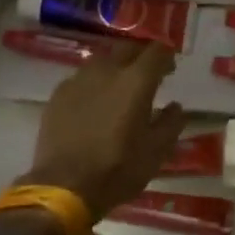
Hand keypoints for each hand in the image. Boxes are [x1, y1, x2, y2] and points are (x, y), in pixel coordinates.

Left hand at [15, 41, 185, 221]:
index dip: (167, 56)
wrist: (64, 187)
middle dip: (141, 56)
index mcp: (136, 81)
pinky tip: (94, 102)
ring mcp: (78, 80)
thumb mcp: (156, 152)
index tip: (170, 69)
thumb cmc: (118, 169)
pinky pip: (81, 79)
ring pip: (102, 60)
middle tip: (147, 74)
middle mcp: (107, 71)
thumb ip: (170, 124)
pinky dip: (93, 84)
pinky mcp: (58, 95)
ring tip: (119, 86)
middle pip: (127, 48)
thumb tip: (175, 107)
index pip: (156, 52)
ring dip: (115, 67)